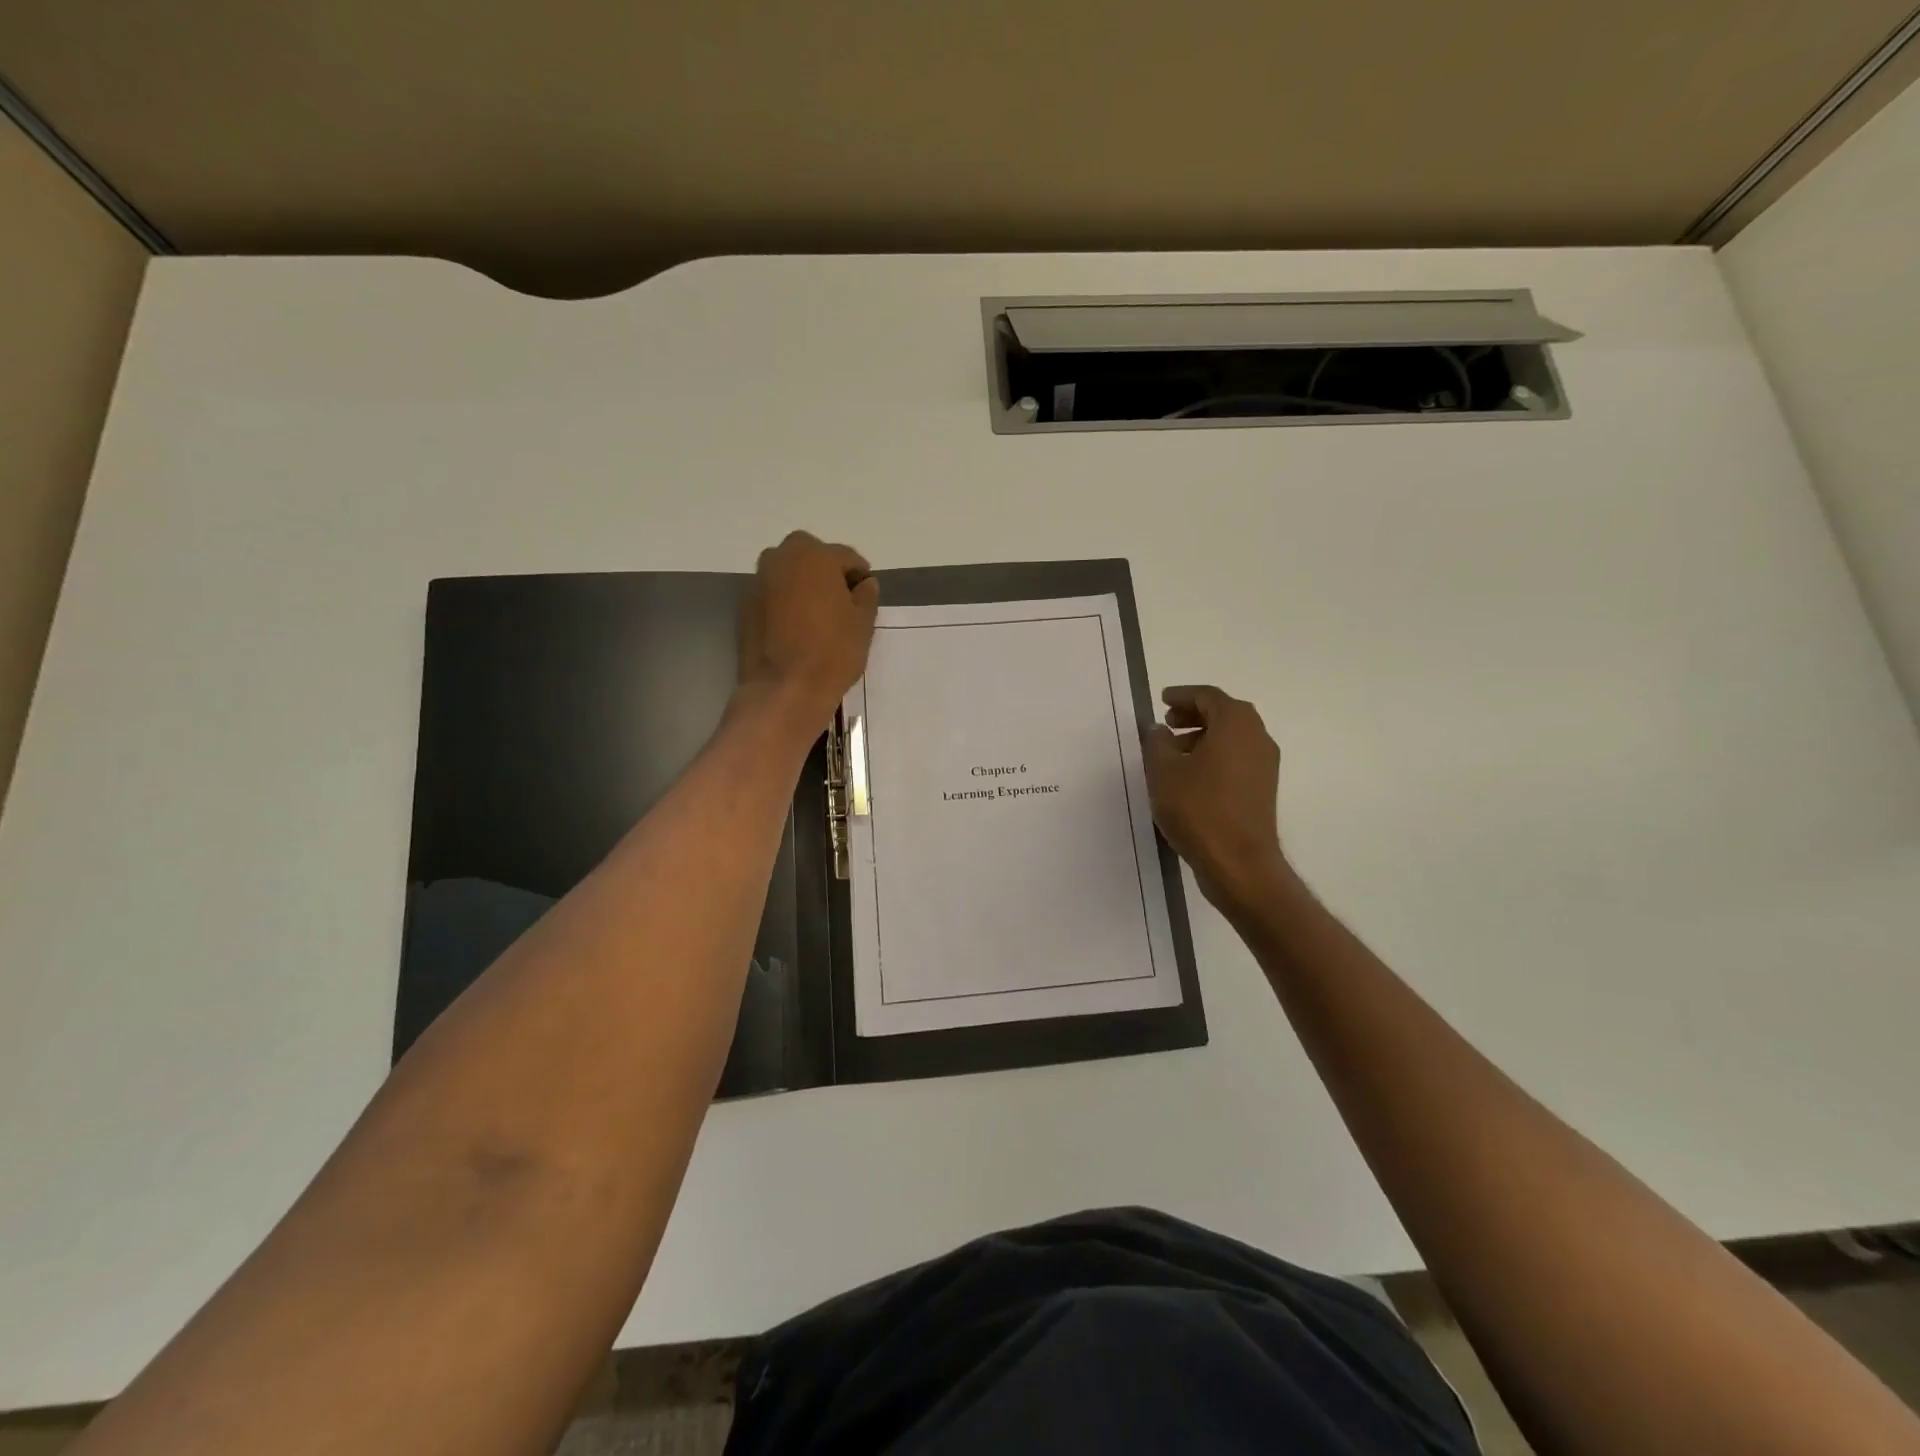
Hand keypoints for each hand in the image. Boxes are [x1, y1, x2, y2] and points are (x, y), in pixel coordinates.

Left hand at [737, 530, 880, 734]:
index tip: (865, 596)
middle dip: (826, 571)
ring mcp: (758, 582)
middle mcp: (781, 558)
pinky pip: (771, 594)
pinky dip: (784, 602)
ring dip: (802, 584)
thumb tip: (865, 584)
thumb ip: (866, 595)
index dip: (859, 576)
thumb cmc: (832, 652)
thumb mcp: (863, 623)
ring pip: (787, 572)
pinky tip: (795, 628)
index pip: (845, 556)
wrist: (784, 689)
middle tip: (839, 602)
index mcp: (815, 556)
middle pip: (810, 555)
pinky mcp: (745, 606)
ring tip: (816, 615)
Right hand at [1143, 685, 1286, 913]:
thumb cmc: (1198, 808)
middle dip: (1194, 715)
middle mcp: (1257, 737)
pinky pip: (1237, 759)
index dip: (1183, 695)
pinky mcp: (1263, 790)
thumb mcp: (1163, 771)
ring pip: (1232, 738)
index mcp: (1236, 724)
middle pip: (1225, 714)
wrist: (1239, 862)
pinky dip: (1214, 757)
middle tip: (1167, 724)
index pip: (1208, 696)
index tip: (1162, 701)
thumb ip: (1157, 742)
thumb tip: (1159, 730)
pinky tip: (1189, 778)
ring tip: (1172, 753)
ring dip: (1203, 737)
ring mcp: (1265, 765)